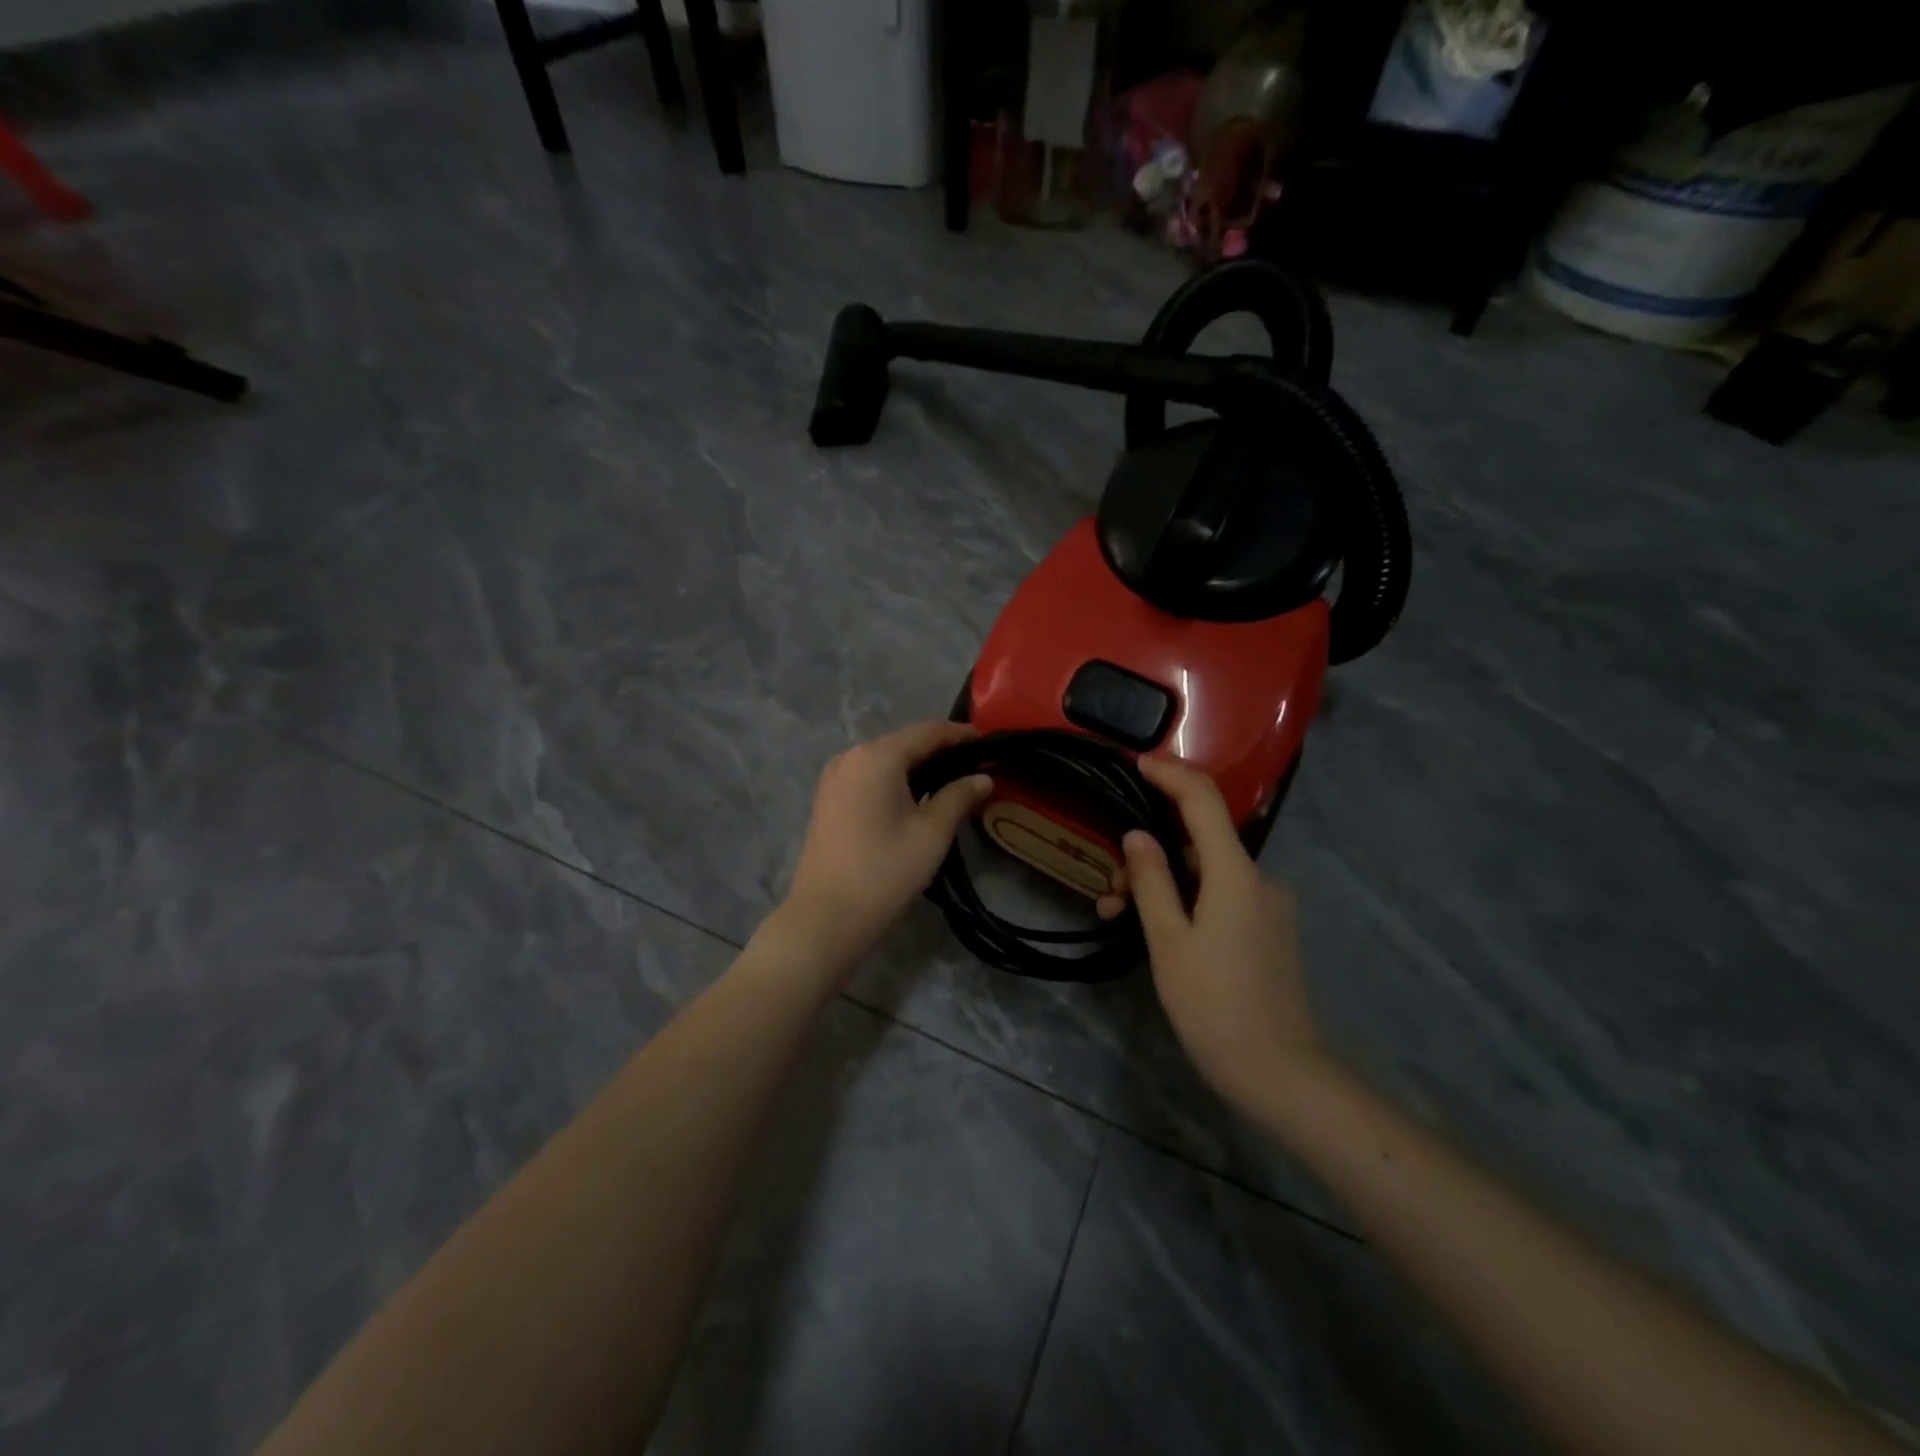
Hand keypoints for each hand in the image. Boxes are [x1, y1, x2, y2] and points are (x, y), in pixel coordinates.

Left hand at [780, 721, 992, 965]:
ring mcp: (834, 776)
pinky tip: (915, 797)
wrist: (826, 916)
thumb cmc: (885, 870)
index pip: (927, 731)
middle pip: (904, 742)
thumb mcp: (932, 832)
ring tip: (951, 782)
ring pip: (885, 759)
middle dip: (940, 750)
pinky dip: (894, 779)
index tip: (988, 743)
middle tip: (974, 765)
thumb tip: (983, 777)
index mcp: (878, 756)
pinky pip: (868, 775)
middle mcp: (851, 755)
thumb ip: (959, 796)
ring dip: (917, 766)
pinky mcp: (827, 798)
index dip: (960, 734)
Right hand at [1122, 756, 1322, 1113]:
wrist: (1281, 1073)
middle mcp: (1258, 879)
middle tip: (1107, 888)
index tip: (1135, 764)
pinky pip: (1220, 897)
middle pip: (1198, 841)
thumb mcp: (1169, 942)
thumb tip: (1137, 835)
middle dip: (1149, 850)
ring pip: (1205, 873)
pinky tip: (1156, 930)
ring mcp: (1266, 906)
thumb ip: (1151, 882)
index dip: (1170, 774)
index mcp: (1235, 874)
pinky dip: (1185, 901)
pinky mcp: (1266, 930)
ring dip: (1162, 883)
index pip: (1202, 800)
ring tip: (1118, 916)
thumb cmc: (1215, 1006)